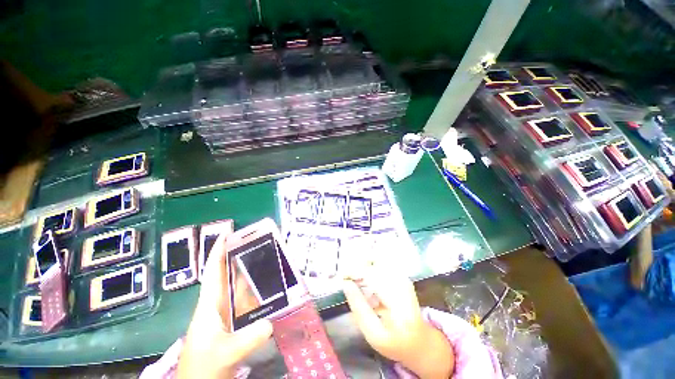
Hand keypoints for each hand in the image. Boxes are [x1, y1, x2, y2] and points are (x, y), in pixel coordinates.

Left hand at [177, 233, 272, 378]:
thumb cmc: (202, 367)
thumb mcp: (223, 354)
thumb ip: (246, 339)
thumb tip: (270, 321)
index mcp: (210, 304)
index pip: (213, 271)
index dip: (218, 251)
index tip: (228, 232)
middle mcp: (221, 303)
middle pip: (231, 274)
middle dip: (242, 256)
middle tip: (261, 241)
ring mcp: (230, 313)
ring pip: (242, 286)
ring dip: (254, 273)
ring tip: (272, 258)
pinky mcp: (238, 322)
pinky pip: (251, 301)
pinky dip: (261, 292)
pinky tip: (274, 287)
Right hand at [342, 263, 453, 378]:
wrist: (419, 340)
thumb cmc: (395, 342)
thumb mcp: (373, 333)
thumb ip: (359, 308)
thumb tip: (346, 283)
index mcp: (398, 301)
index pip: (373, 275)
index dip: (355, 271)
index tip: (341, 276)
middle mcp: (402, 282)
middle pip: (375, 261)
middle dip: (357, 265)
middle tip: (345, 276)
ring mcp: (403, 276)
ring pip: (377, 258)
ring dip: (362, 264)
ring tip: (353, 276)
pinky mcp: (400, 274)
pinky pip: (380, 262)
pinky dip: (368, 266)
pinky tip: (363, 278)